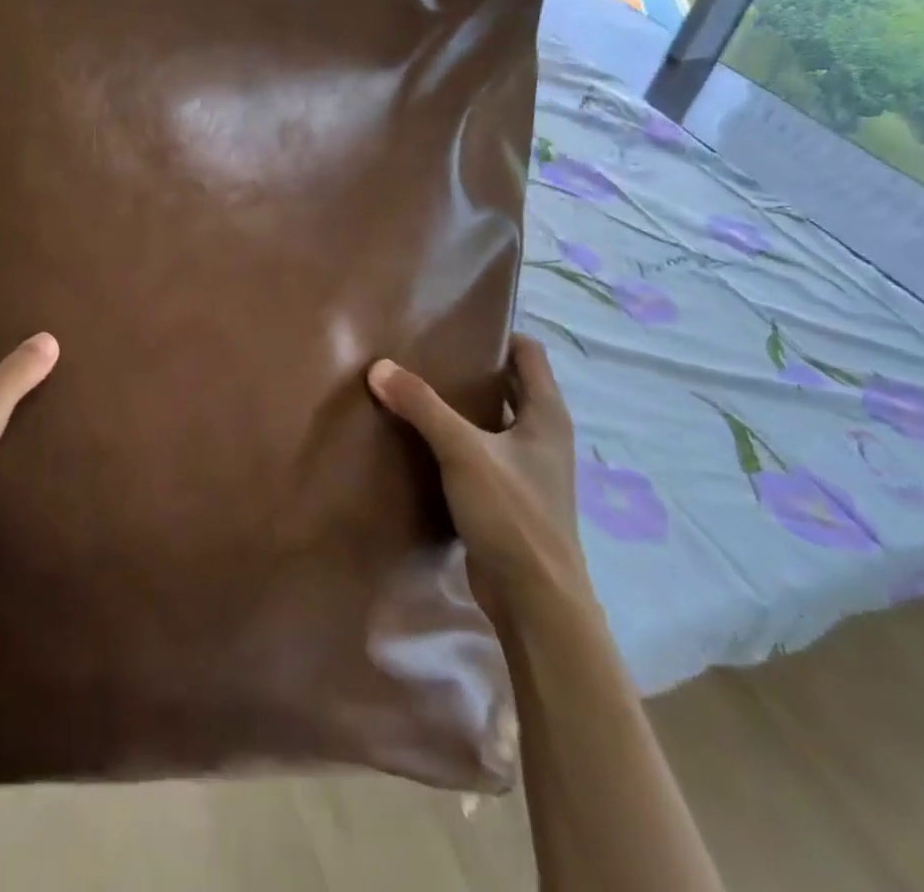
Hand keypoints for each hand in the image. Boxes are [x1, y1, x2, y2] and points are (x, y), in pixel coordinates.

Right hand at [367, 335, 586, 616]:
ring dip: (458, 405)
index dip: (498, 333)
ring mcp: (525, 468)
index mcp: (546, 415)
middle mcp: (540, 436)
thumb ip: (422, 406)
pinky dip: (453, 438)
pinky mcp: (506, 496)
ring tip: (412, 386)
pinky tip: (418, 436)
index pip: (528, 354)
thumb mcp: (464, 452)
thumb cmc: (513, 514)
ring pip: (489, 420)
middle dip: (470, 367)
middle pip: (507, 385)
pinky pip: (477, 452)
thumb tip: (378, 367)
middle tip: (422, 350)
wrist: (536, 601)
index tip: (455, 322)